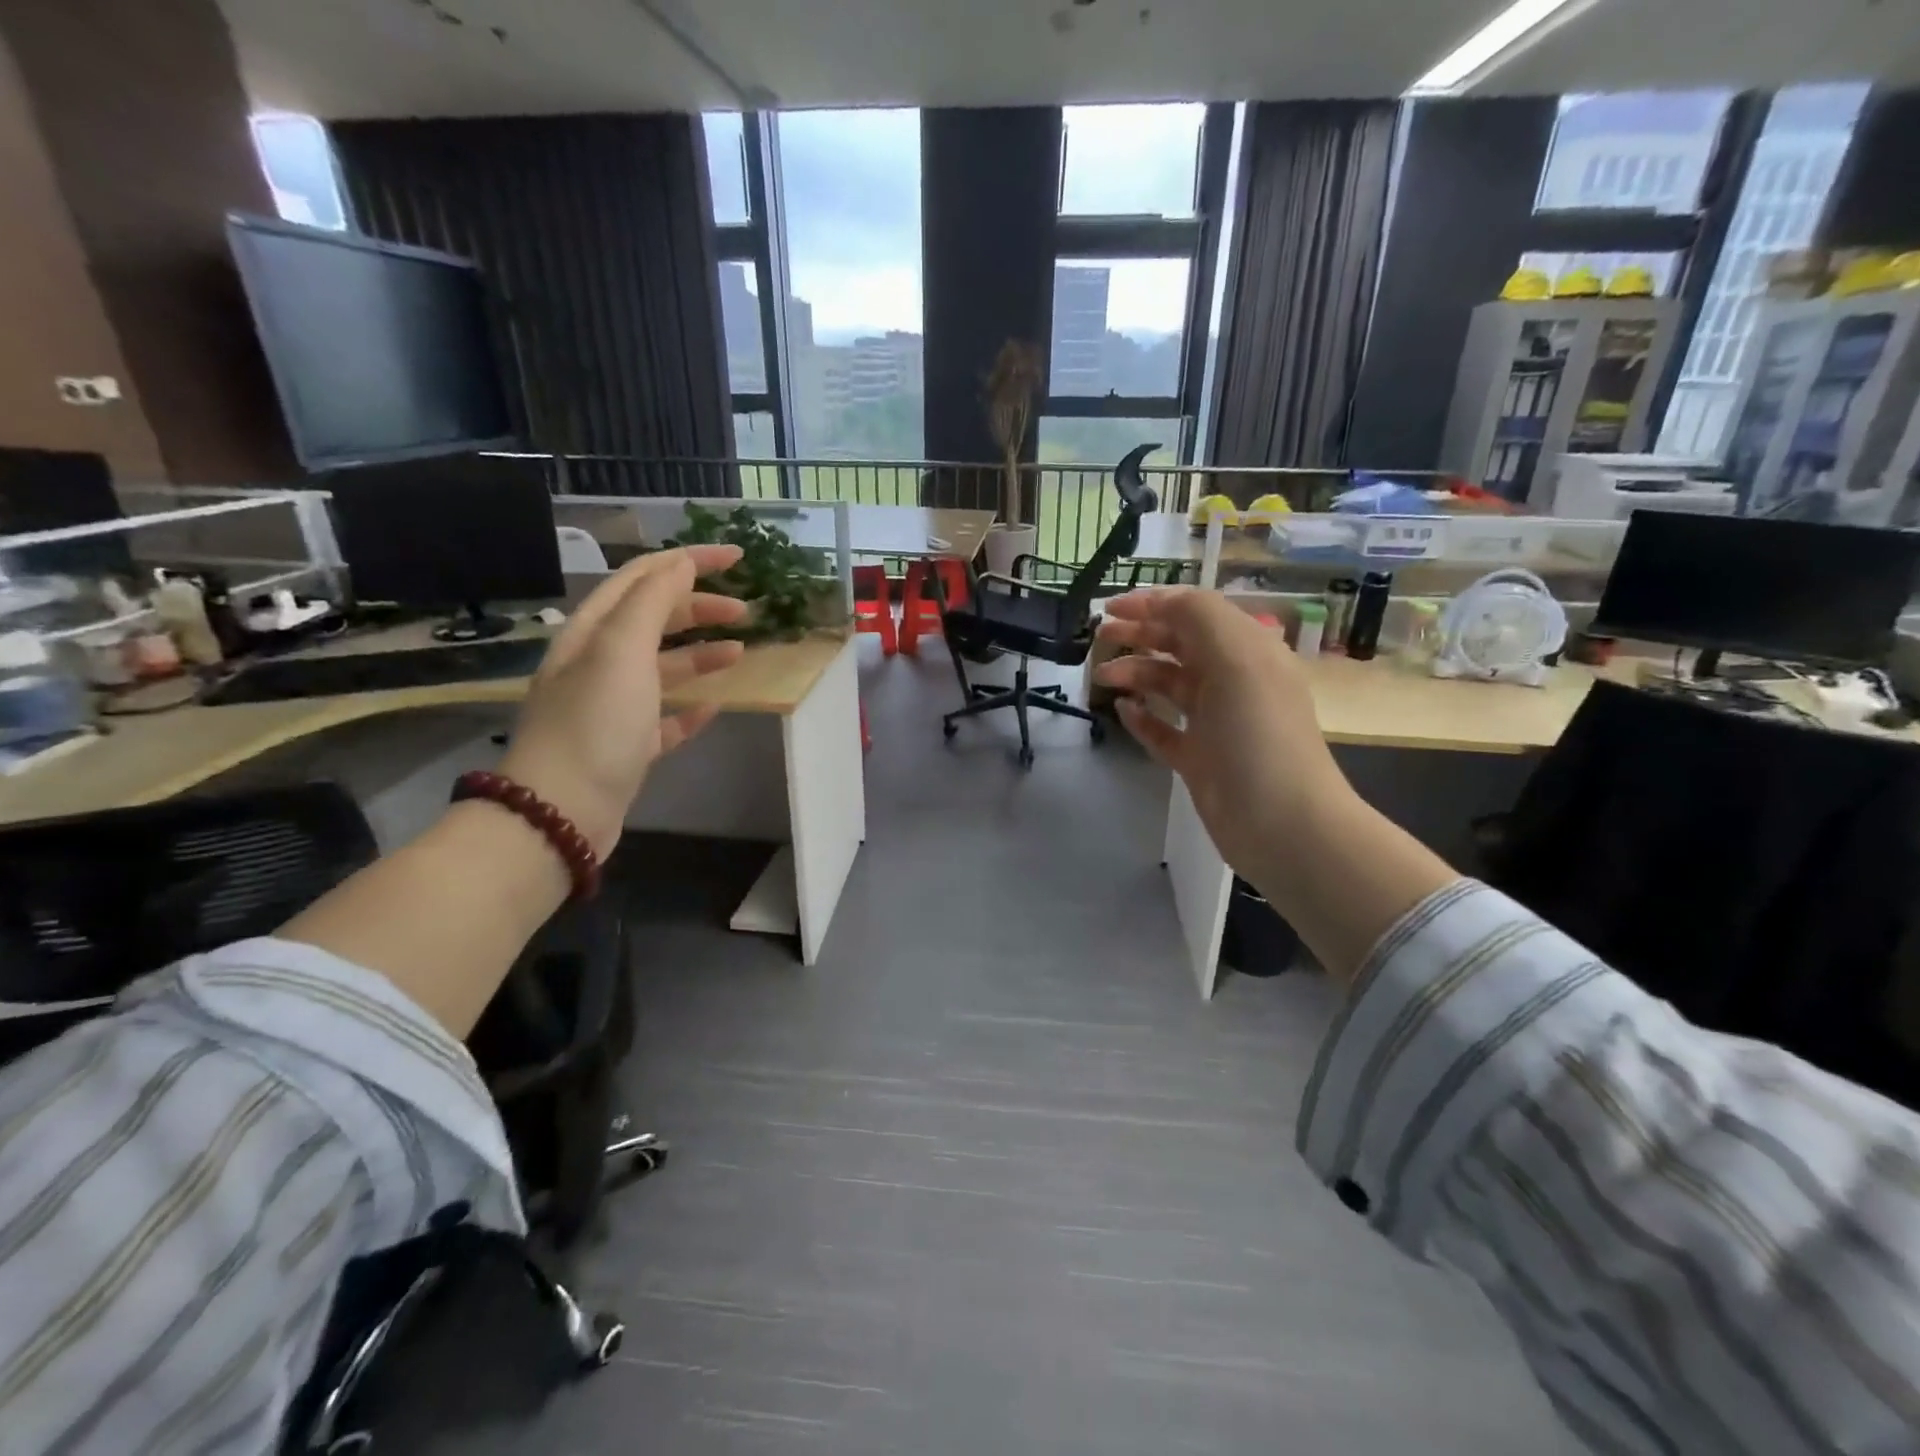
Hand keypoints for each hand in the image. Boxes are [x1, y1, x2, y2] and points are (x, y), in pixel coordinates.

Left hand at [500, 545, 748, 856]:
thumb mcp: (621, 650)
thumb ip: (652, 601)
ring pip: (663, 668)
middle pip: (655, 620)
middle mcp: (600, 662)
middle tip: (745, 612)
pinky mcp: (627, 746)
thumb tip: (681, 563)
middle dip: (700, 607)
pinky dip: (690, 708)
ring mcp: (613, 707)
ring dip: (701, 655)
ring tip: (740, 654)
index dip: (690, 560)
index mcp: (594, 631)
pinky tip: (713, 708)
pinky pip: (665, 718)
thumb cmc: (594, 723)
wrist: (561, 811)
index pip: (644, 577)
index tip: (738, 557)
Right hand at [1094, 588, 1349, 872]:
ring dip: (1135, 674)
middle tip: (1100, 639)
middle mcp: (1233, 681)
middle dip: (1139, 635)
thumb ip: (1199, 617)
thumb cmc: (1258, 734)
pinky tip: (1122, 712)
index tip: (1109, 608)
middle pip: (1179, 646)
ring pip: (1168, 685)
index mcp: (1248, 651)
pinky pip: (1164, 729)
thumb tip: (1161, 602)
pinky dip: (1142, 718)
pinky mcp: (1200, 758)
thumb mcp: (1236, 660)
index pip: (1195, 613)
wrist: (1282, 823)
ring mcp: (1216, 722)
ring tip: (1102, 679)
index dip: (1153, 604)